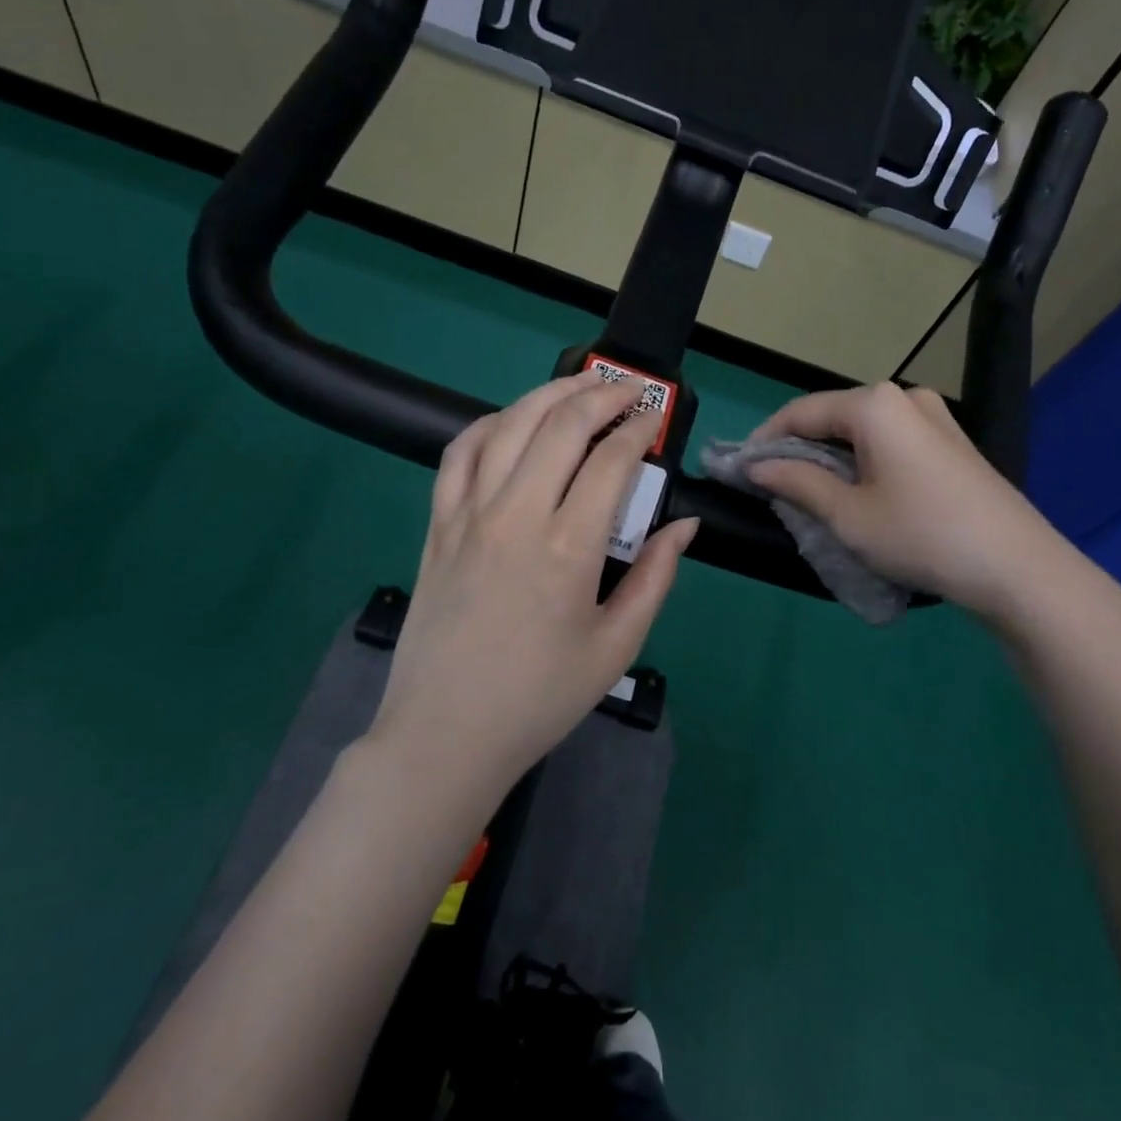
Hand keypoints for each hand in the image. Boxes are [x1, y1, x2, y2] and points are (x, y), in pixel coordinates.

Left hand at [370, 373, 697, 800]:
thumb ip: (654, 577)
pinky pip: (459, 454)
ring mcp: (469, 515)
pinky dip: (489, 424)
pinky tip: (512, 421)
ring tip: (579, 384)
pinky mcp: (438, 525)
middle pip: (560, 425)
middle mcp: (516, 516)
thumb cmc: (540, 698)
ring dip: (548, 394)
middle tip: (628, 389)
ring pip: (509, 426)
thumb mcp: (616, 646)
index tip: (656, 417)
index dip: (639, 429)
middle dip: (601, 395)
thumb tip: (683, 526)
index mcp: (568, 548)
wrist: (445, 735)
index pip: (611, 461)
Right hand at [747, 382, 1100, 627]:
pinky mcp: (952, 441)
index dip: (765, 438)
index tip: (741, 469)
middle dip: (799, 448)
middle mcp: (904, 396)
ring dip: (832, 456)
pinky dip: (864, 460)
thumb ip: (796, 482)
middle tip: (774, 486)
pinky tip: (859, 491)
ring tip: (811, 493)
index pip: (801, 412)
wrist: (1017, 567)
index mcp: (874, 404)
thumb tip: (756, 466)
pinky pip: (892, 440)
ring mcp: (935, 416)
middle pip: (833, 417)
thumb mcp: (848, 515)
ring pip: (863, 430)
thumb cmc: (921, 535)